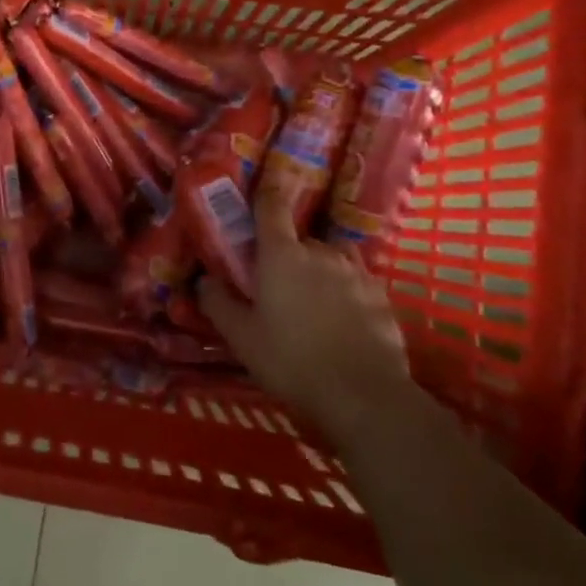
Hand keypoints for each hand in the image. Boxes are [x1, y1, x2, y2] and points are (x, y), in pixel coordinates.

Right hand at [199, 186, 409, 425]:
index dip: (264, 194)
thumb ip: (218, 302)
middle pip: (300, 241)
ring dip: (319, 273)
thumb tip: (204, 279)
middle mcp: (321, 253)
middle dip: (288, 256)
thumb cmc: (291, 360)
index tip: (259, 189)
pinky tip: (341, 323)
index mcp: (282, 254)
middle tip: (277, 286)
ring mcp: (356, 273)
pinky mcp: (381, 297)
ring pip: (330, 261)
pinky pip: (355, 284)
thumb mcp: (241, 336)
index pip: (271, 207)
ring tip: (312, 306)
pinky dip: (345, 294)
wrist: (364, 396)